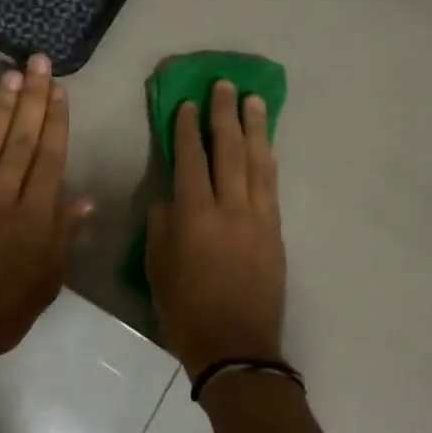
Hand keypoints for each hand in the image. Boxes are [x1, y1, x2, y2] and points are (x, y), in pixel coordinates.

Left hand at [0, 55, 92, 376]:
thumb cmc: (3, 311)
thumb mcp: (47, 281)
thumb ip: (64, 236)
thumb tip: (85, 198)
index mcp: (34, 217)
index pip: (49, 158)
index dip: (55, 121)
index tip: (59, 90)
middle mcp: (2, 197)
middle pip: (21, 140)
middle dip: (32, 98)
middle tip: (38, 62)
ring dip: (1, 106)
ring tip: (11, 73)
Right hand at [146, 80, 286, 378]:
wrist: (236, 346)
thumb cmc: (185, 308)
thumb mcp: (156, 265)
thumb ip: (162, 224)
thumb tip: (172, 200)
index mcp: (194, 215)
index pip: (190, 159)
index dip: (187, 129)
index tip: (187, 103)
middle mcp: (229, 208)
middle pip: (228, 151)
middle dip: (224, 115)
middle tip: (225, 86)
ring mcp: (258, 218)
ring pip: (257, 163)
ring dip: (254, 129)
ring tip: (253, 101)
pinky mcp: (275, 232)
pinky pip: (271, 186)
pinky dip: (268, 160)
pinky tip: (266, 145)